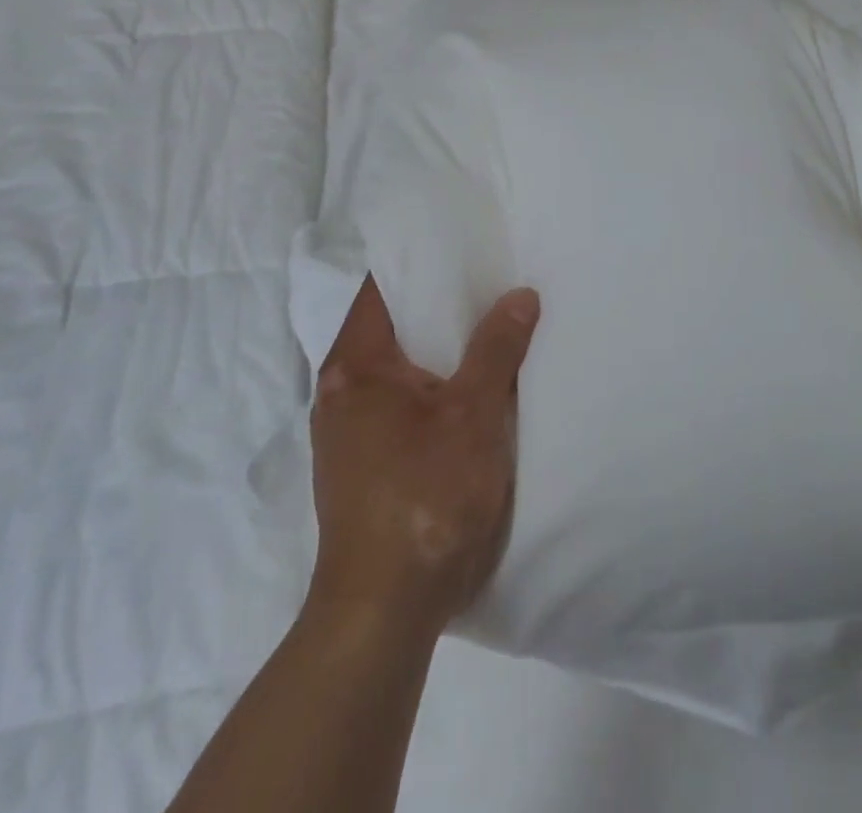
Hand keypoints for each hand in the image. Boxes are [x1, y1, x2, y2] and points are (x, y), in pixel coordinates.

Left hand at [308, 276, 540, 629]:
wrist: (383, 613)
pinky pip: (400, 402)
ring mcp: (348, 430)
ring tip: (489, 329)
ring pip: (399, 368)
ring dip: (439, 351)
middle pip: (392, 326)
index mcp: (354, 365)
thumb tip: (521, 295)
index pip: (382, 288)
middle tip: (491, 283)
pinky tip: (472, 390)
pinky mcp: (363, 463)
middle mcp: (340, 390)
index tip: (465, 248)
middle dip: (440, 307)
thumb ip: (496, 349)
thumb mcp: (473, 416)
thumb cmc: (425, 498)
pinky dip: (433, 387)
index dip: (422, 262)